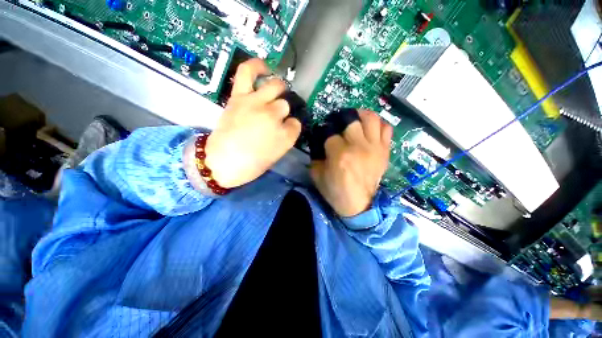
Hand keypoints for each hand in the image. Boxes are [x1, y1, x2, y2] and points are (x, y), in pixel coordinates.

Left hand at [204, 59, 301, 187]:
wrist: (222, 163)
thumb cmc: (251, 165)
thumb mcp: (275, 155)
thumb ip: (284, 138)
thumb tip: (286, 125)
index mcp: (285, 137)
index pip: (296, 124)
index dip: (291, 126)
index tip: (285, 130)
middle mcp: (274, 117)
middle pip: (286, 104)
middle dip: (284, 110)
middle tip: (277, 115)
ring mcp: (257, 104)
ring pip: (275, 87)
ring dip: (279, 88)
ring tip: (277, 90)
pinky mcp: (239, 97)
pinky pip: (248, 72)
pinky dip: (257, 66)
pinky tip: (265, 68)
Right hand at [310, 110, 392, 216]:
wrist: (359, 205)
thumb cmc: (336, 191)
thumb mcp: (317, 175)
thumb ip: (316, 156)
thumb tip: (319, 143)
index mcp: (340, 155)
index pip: (330, 133)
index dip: (325, 131)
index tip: (323, 133)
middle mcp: (358, 147)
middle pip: (351, 120)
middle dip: (341, 119)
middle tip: (338, 124)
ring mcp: (374, 148)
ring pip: (371, 118)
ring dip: (361, 115)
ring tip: (355, 120)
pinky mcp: (384, 151)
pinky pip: (386, 129)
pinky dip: (378, 125)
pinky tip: (369, 129)